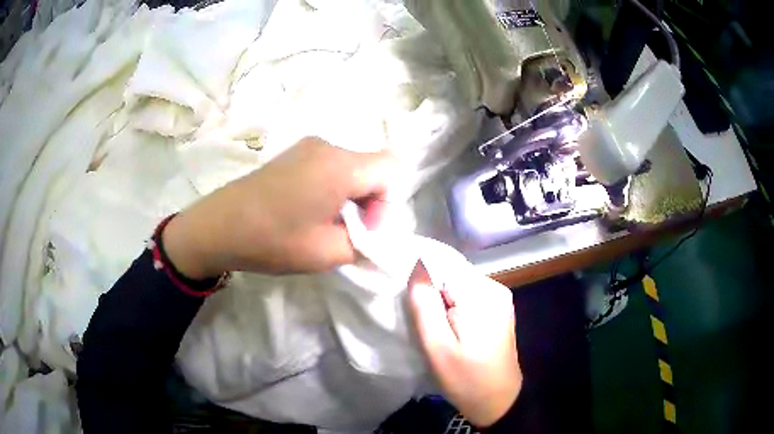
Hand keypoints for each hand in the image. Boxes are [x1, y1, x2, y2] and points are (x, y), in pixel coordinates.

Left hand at [163, 137, 393, 277]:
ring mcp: (307, 147)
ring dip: (350, 196)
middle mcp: (327, 146)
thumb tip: (375, 238)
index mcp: (340, 166)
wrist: (218, 226)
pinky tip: (309, 210)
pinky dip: (332, 187)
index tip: (364, 229)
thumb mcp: (327, 253)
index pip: (391, 169)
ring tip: (327, 224)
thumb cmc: (273, 239)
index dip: (388, 203)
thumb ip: (364, 245)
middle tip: (348, 232)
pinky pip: (329, 166)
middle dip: (370, 201)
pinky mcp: (292, 154)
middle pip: (371, 167)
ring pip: (351, 167)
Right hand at [408, 261, 521, 427]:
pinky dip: (454, 307)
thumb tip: (417, 267)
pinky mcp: (498, 309)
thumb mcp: (437, 347)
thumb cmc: (465, 378)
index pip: (443, 266)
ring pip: (459, 286)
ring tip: (436, 329)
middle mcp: (495, 288)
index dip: (423, 282)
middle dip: (433, 293)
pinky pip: (469, 297)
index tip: (414, 306)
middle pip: (452, 274)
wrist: (498, 401)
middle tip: (425, 324)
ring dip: (442, 301)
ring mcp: (500, 298)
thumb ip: (425, 305)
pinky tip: (450, 329)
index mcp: (482, 295)